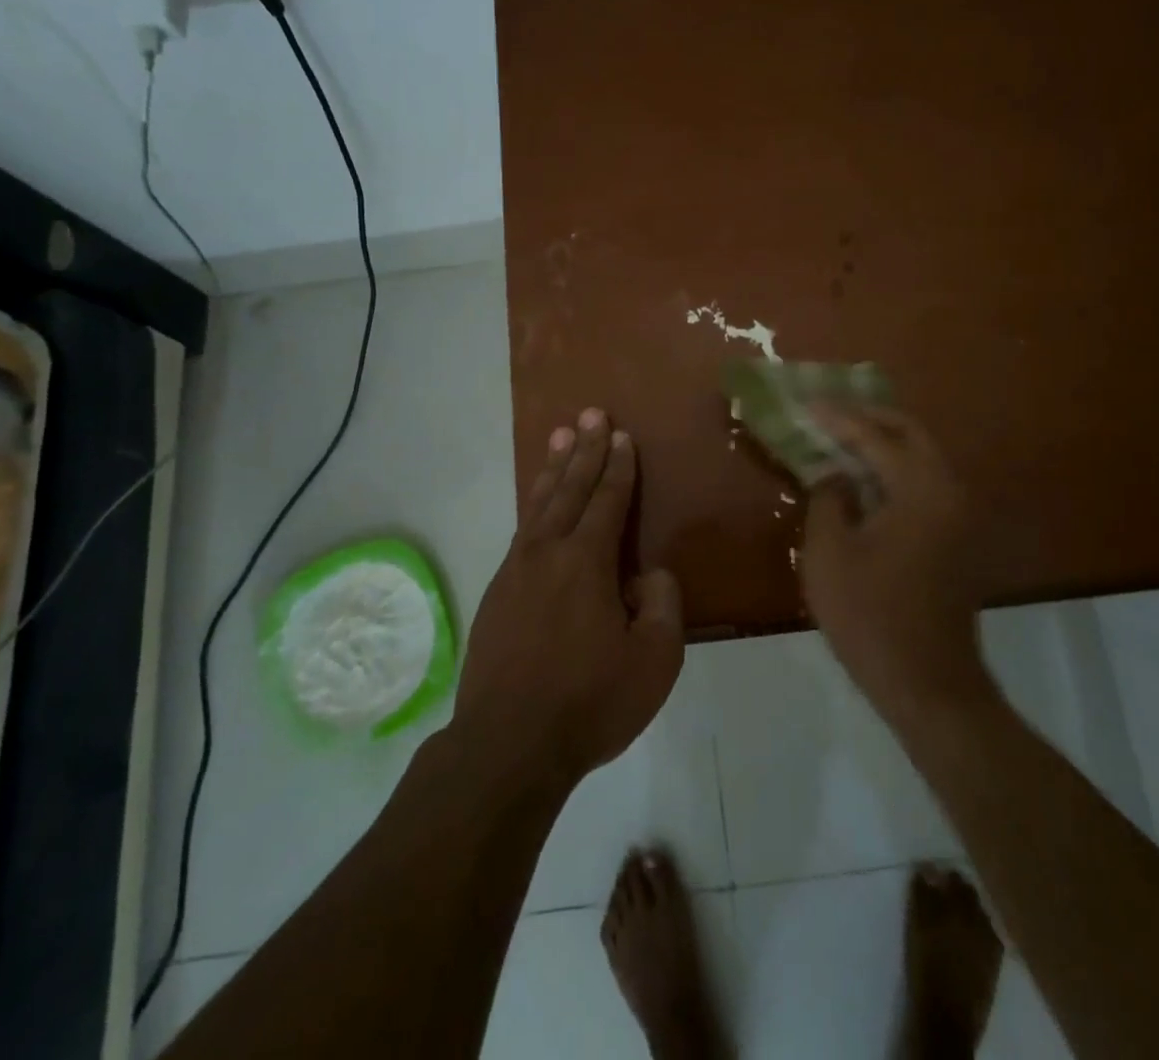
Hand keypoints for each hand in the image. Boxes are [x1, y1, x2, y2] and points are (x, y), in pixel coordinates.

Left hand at [453, 409, 683, 785]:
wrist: (507, 746)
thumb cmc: (589, 702)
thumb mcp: (654, 662)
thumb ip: (662, 606)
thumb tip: (648, 575)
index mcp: (586, 562)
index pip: (607, 500)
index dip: (617, 466)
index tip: (620, 434)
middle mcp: (547, 553)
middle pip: (569, 488)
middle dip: (583, 449)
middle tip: (589, 413)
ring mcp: (515, 571)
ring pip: (538, 504)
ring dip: (552, 468)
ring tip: (558, 435)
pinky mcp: (497, 594)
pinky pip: (521, 531)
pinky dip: (532, 505)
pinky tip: (536, 503)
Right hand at [800, 405, 986, 714]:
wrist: (927, 684)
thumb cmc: (870, 617)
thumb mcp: (829, 553)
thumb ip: (828, 499)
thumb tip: (833, 474)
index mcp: (922, 490)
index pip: (877, 438)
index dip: (838, 418)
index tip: (807, 403)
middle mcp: (950, 492)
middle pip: (911, 434)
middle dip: (870, 418)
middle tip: (831, 411)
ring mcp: (958, 516)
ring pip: (920, 458)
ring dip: (883, 443)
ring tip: (841, 437)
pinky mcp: (954, 538)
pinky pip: (922, 484)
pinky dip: (893, 471)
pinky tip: (861, 477)